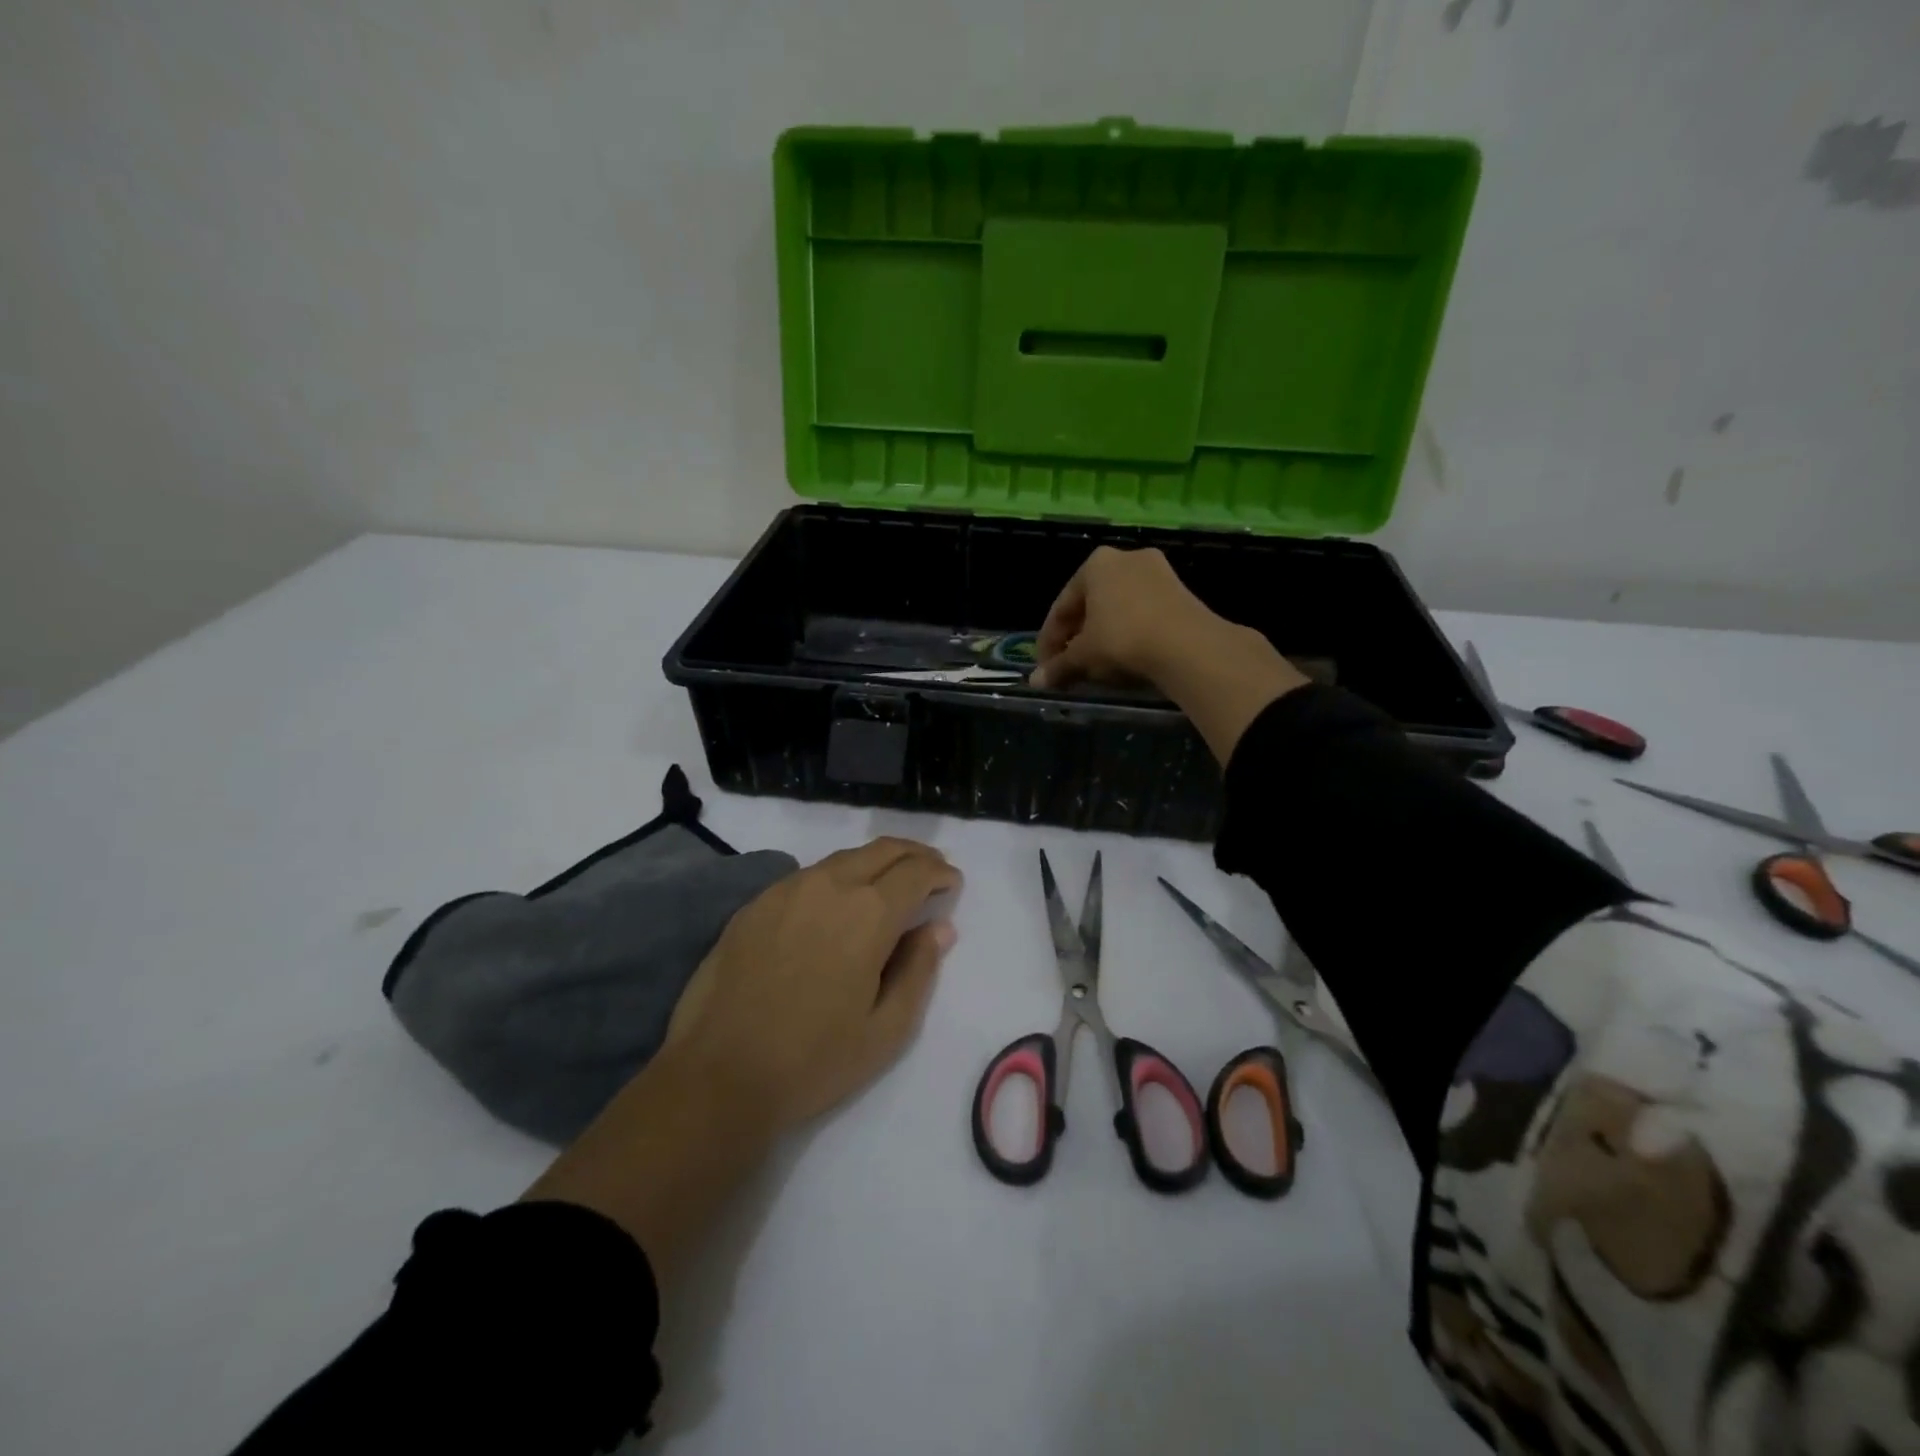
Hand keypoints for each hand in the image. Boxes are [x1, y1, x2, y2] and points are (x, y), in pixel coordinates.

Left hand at [528, 837, 960, 1271]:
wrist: (718, 1075)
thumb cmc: (814, 1060)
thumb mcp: (887, 1029)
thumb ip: (920, 970)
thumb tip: (939, 928)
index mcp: (868, 912)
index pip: (916, 872)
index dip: (940, 873)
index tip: (952, 884)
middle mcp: (829, 885)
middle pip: (882, 850)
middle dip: (914, 855)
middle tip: (930, 870)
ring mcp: (786, 889)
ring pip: (843, 858)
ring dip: (875, 862)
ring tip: (888, 883)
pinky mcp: (755, 903)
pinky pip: (808, 875)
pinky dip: (837, 877)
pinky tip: (836, 902)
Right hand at [1030, 546, 1307, 762]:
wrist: (1187, 644)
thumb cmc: (1122, 638)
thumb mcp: (1084, 655)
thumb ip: (1058, 666)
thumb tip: (1035, 682)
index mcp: (1095, 564)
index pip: (1062, 606)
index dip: (1049, 641)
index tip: (1045, 667)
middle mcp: (1124, 558)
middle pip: (1090, 605)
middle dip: (1077, 638)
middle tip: (1069, 667)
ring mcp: (1157, 572)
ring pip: (1117, 609)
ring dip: (1102, 637)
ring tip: (1096, 667)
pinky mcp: (1180, 591)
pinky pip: (1142, 613)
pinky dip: (1128, 634)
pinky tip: (1125, 658)